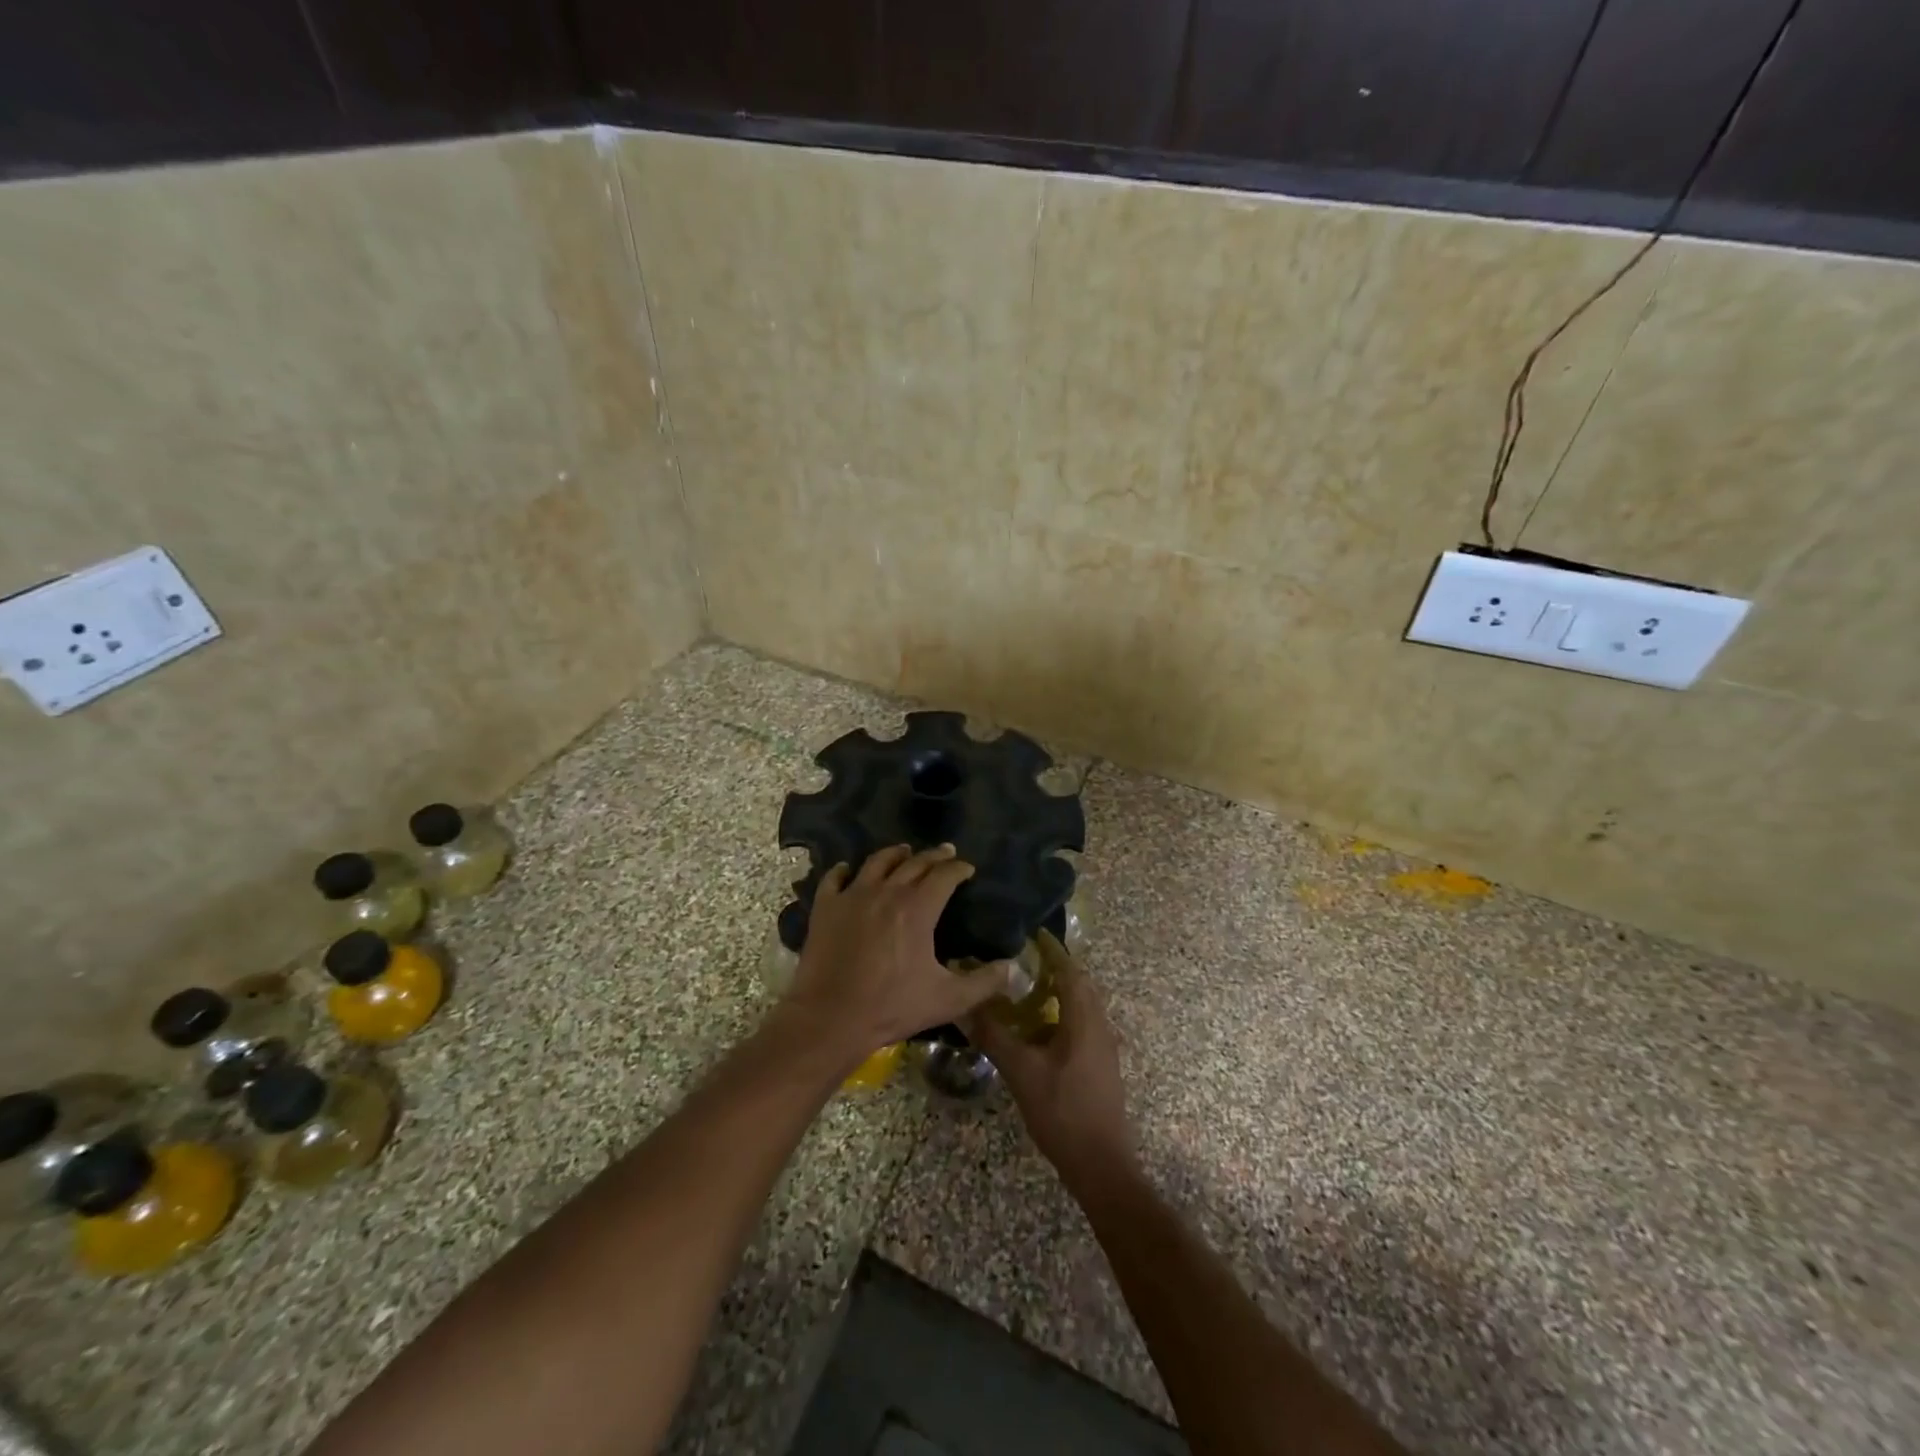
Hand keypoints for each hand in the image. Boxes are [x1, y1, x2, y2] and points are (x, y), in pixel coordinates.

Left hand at [779, 844, 1011, 1068]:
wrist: (830, 1018)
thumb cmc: (892, 1007)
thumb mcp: (948, 999)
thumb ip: (984, 982)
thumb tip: (1014, 968)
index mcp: (918, 908)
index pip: (945, 875)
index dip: (959, 868)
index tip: (968, 869)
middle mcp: (887, 891)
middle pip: (914, 863)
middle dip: (934, 856)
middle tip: (945, 852)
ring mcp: (852, 896)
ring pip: (876, 862)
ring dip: (894, 854)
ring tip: (903, 851)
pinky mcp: (825, 907)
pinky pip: (834, 878)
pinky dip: (843, 870)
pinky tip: (846, 869)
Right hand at [966, 930, 1137, 1190]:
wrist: (1102, 1165)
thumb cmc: (1063, 1112)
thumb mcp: (1022, 1073)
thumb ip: (994, 1037)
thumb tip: (966, 1007)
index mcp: (1084, 1019)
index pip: (1070, 971)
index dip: (1053, 950)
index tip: (1033, 934)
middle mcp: (1099, 1026)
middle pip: (1080, 985)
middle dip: (1056, 968)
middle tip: (1025, 960)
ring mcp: (1104, 1047)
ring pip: (1083, 1006)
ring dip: (1059, 993)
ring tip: (1027, 991)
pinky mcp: (1101, 1065)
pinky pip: (1082, 1025)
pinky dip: (1062, 1015)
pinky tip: (1038, 1031)